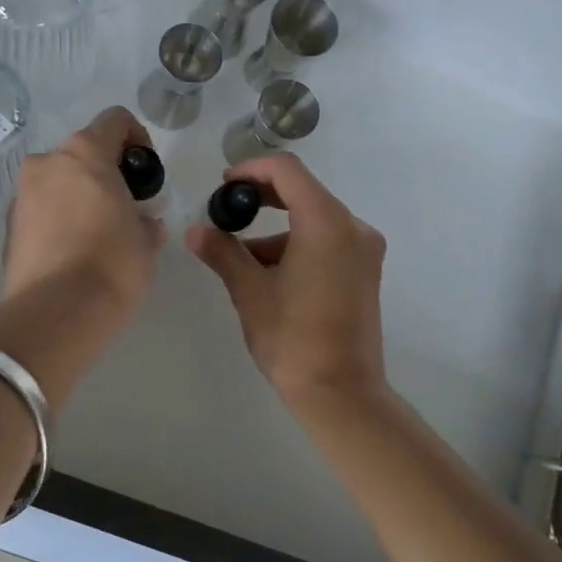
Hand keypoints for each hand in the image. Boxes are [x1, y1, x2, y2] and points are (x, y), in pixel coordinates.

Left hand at [3, 107, 164, 320]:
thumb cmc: (113, 263)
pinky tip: (76, 252)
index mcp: (85, 153)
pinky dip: (61, 219)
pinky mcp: (9, 226)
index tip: (146, 173)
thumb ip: (145, 219)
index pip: (116, 120)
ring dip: (81, 196)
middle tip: (127, 209)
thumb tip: (141, 222)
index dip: (138, 138)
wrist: (54, 314)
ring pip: (60, 182)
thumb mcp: (146, 240)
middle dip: (107, 174)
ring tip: (101, 234)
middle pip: (84, 153)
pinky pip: (43, 209)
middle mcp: (47, 163)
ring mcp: (22, 194)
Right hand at [186, 153, 388, 403]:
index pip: (288, 171)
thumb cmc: (293, 339)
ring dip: (277, 230)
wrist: (342, 392)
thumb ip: (223, 253)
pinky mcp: (365, 271)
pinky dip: (298, 246)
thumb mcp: (250, 292)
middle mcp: (353, 227)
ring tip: (241, 260)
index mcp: (327, 222)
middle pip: (304, 192)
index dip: (252, 169)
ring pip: (314, 220)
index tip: (225, 186)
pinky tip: (270, 275)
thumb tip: (195, 230)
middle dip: (263, 199)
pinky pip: (328, 241)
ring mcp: (364, 250)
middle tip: (228, 213)